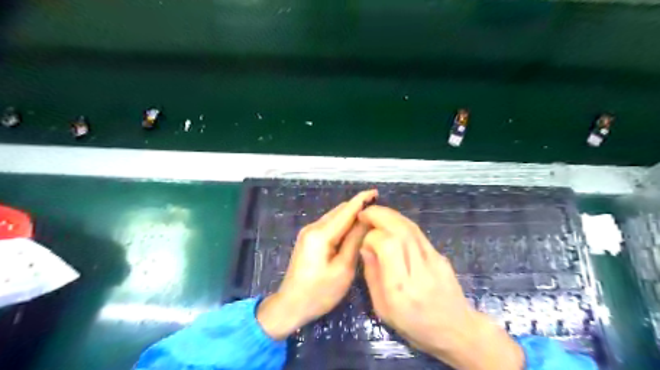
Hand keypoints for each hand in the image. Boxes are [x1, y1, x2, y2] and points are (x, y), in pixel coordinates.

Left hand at [259, 191, 379, 339]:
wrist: (290, 305)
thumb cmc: (319, 292)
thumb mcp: (343, 269)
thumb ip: (354, 241)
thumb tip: (366, 221)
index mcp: (320, 234)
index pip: (345, 211)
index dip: (361, 200)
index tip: (376, 192)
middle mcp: (313, 227)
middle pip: (339, 211)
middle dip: (357, 207)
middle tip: (378, 211)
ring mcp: (308, 233)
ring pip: (334, 217)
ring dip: (350, 216)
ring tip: (369, 219)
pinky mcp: (308, 239)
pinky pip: (329, 225)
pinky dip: (342, 224)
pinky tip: (353, 229)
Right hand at [359, 205, 523, 369]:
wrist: (456, 330)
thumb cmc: (415, 326)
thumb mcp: (383, 309)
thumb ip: (372, 276)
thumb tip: (365, 247)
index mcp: (401, 288)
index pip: (388, 246)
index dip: (372, 237)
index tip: (364, 241)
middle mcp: (419, 270)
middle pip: (400, 231)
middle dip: (379, 215)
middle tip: (364, 213)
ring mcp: (434, 260)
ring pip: (411, 227)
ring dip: (390, 215)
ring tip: (375, 213)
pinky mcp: (440, 255)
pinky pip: (418, 233)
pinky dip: (401, 222)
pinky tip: (392, 223)